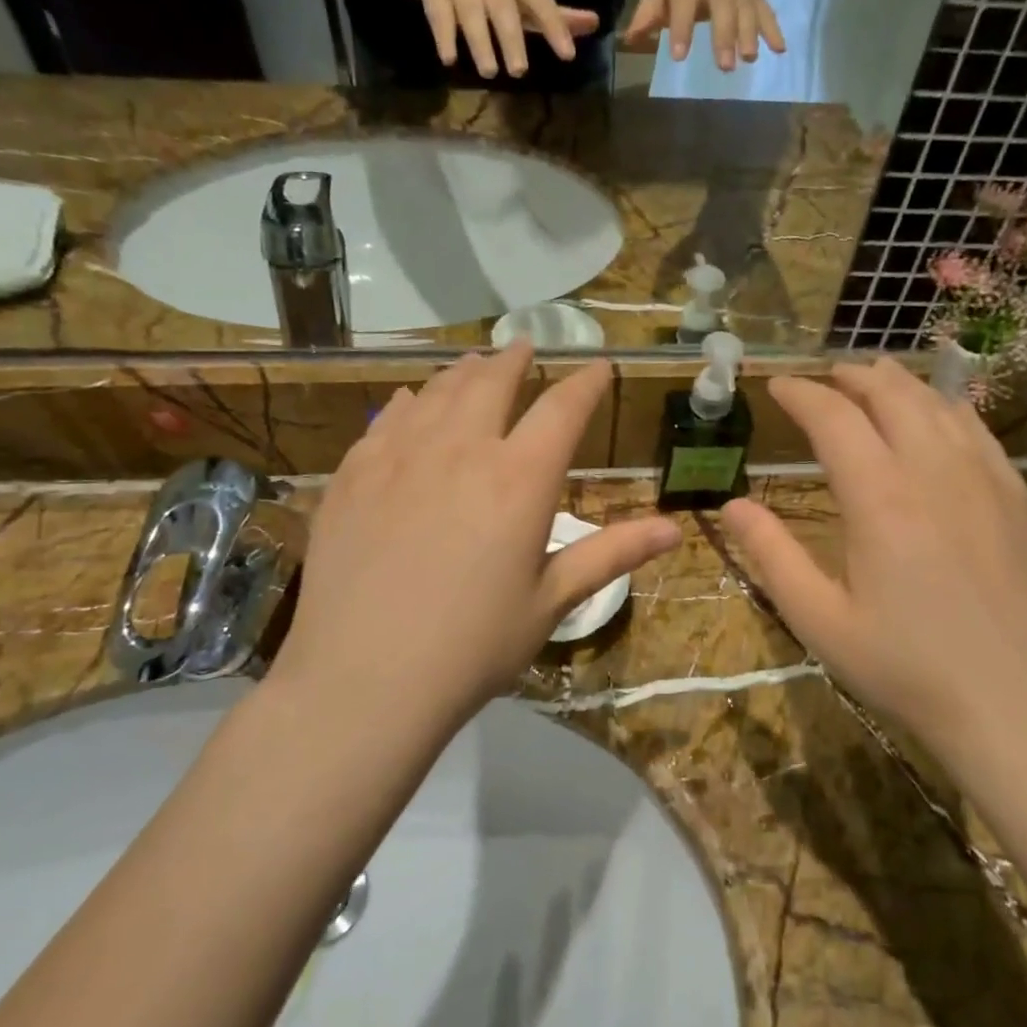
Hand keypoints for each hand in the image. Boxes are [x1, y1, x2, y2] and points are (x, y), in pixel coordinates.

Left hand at [272, 345, 680, 726]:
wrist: (364, 680)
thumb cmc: (473, 646)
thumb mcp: (551, 601)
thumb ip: (611, 554)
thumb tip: (674, 529)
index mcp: (519, 479)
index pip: (563, 409)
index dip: (586, 383)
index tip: (598, 368)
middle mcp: (461, 449)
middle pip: (491, 382)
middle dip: (515, 360)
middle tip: (524, 347)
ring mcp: (399, 457)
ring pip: (436, 392)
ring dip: (462, 372)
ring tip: (474, 364)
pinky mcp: (353, 475)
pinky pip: (385, 420)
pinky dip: (406, 402)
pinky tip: (408, 400)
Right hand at [416, 0, 599, 78]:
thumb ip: (556, 15)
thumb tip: (595, 24)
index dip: (554, 23)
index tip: (568, 55)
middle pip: (502, 7)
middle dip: (511, 37)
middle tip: (520, 72)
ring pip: (470, 13)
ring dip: (480, 42)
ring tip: (489, 72)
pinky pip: (438, 15)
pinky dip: (443, 37)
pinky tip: (449, 60)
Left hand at [622, 0, 784, 69]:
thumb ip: (649, 15)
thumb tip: (628, 39)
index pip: (685, 4)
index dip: (682, 28)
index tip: (679, 56)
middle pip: (723, 7)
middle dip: (724, 36)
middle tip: (724, 66)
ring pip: (747, 8)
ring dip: (751, 34)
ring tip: (749, 59)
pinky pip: (766, 11)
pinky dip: (773, 29)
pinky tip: (780, 50)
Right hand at [720, 358, 1026, 753]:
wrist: (1022, 709)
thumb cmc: (908, 668)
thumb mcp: (821, 621)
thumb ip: (772, 556)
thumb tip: (731, 506)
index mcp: (879, 498)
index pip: (833, 418)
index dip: (800, 394)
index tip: (776, 385)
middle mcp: (933, 471)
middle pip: (891, 395)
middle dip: (851, 376)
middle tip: (824, 375)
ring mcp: (985, 480)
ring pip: (938, 404)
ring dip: (899, 383)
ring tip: (875, 377)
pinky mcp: (1019, 499)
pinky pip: (978, 431)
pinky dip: (948, 407)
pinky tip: (940, 414)